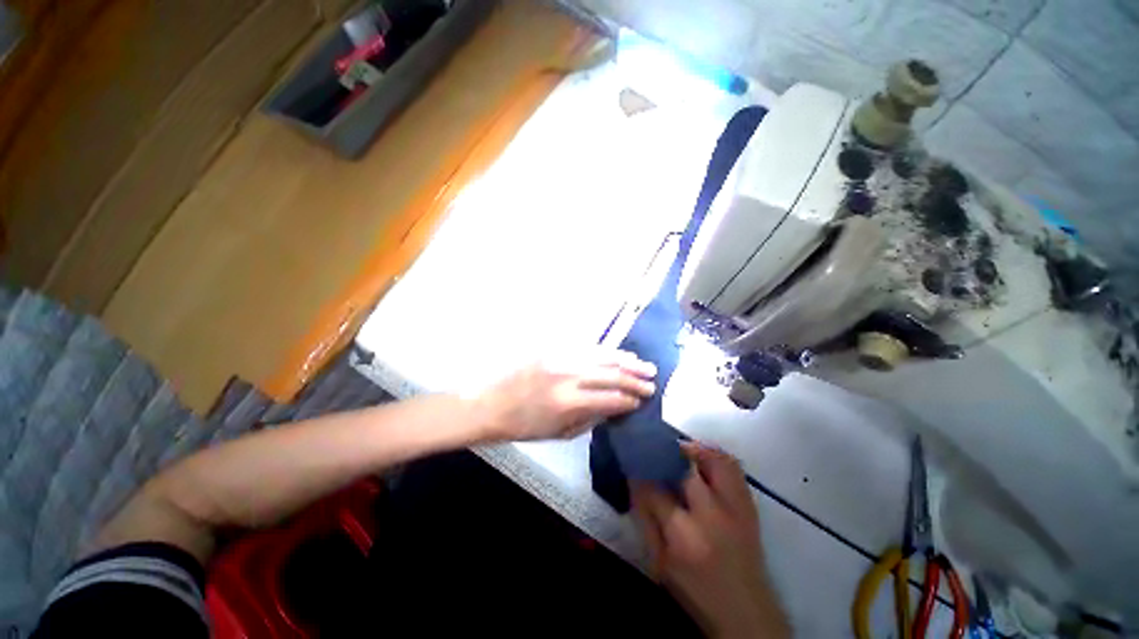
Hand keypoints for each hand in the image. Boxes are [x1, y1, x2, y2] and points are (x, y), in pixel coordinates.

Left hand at [474, 349, 656, 441]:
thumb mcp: (558, 433)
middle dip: (635, 379)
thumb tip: (615, 408)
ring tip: (644, 365)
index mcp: (568, 402)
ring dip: (626, 360)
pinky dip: (606, 351)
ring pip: (602, 355)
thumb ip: (590, 419)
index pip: (610, 398)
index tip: (642, 401)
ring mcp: (560, 356)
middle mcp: (567, 375)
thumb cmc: (523, 425)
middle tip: (652, 382)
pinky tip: (618, 354)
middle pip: (611, 373)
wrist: (489, 402)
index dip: (630, 400)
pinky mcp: (553, 346)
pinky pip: (586, 346)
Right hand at [632, 443, 789, 638]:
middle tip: (654, 450)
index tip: (631, 464)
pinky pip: (733, 467)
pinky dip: (715, 456)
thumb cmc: (696, 590)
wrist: (746, 612)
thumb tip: (634, 483)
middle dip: (666, 454)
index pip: (655, 491)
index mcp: (686, 536)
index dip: (640, 474)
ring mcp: (737, 508)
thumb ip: (646, 520)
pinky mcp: (750, 506)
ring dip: (695, 449)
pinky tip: (701, 460)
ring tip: (679, 449)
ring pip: (716, 460)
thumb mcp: (660, 562)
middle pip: (687, 469)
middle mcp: (714, 515)